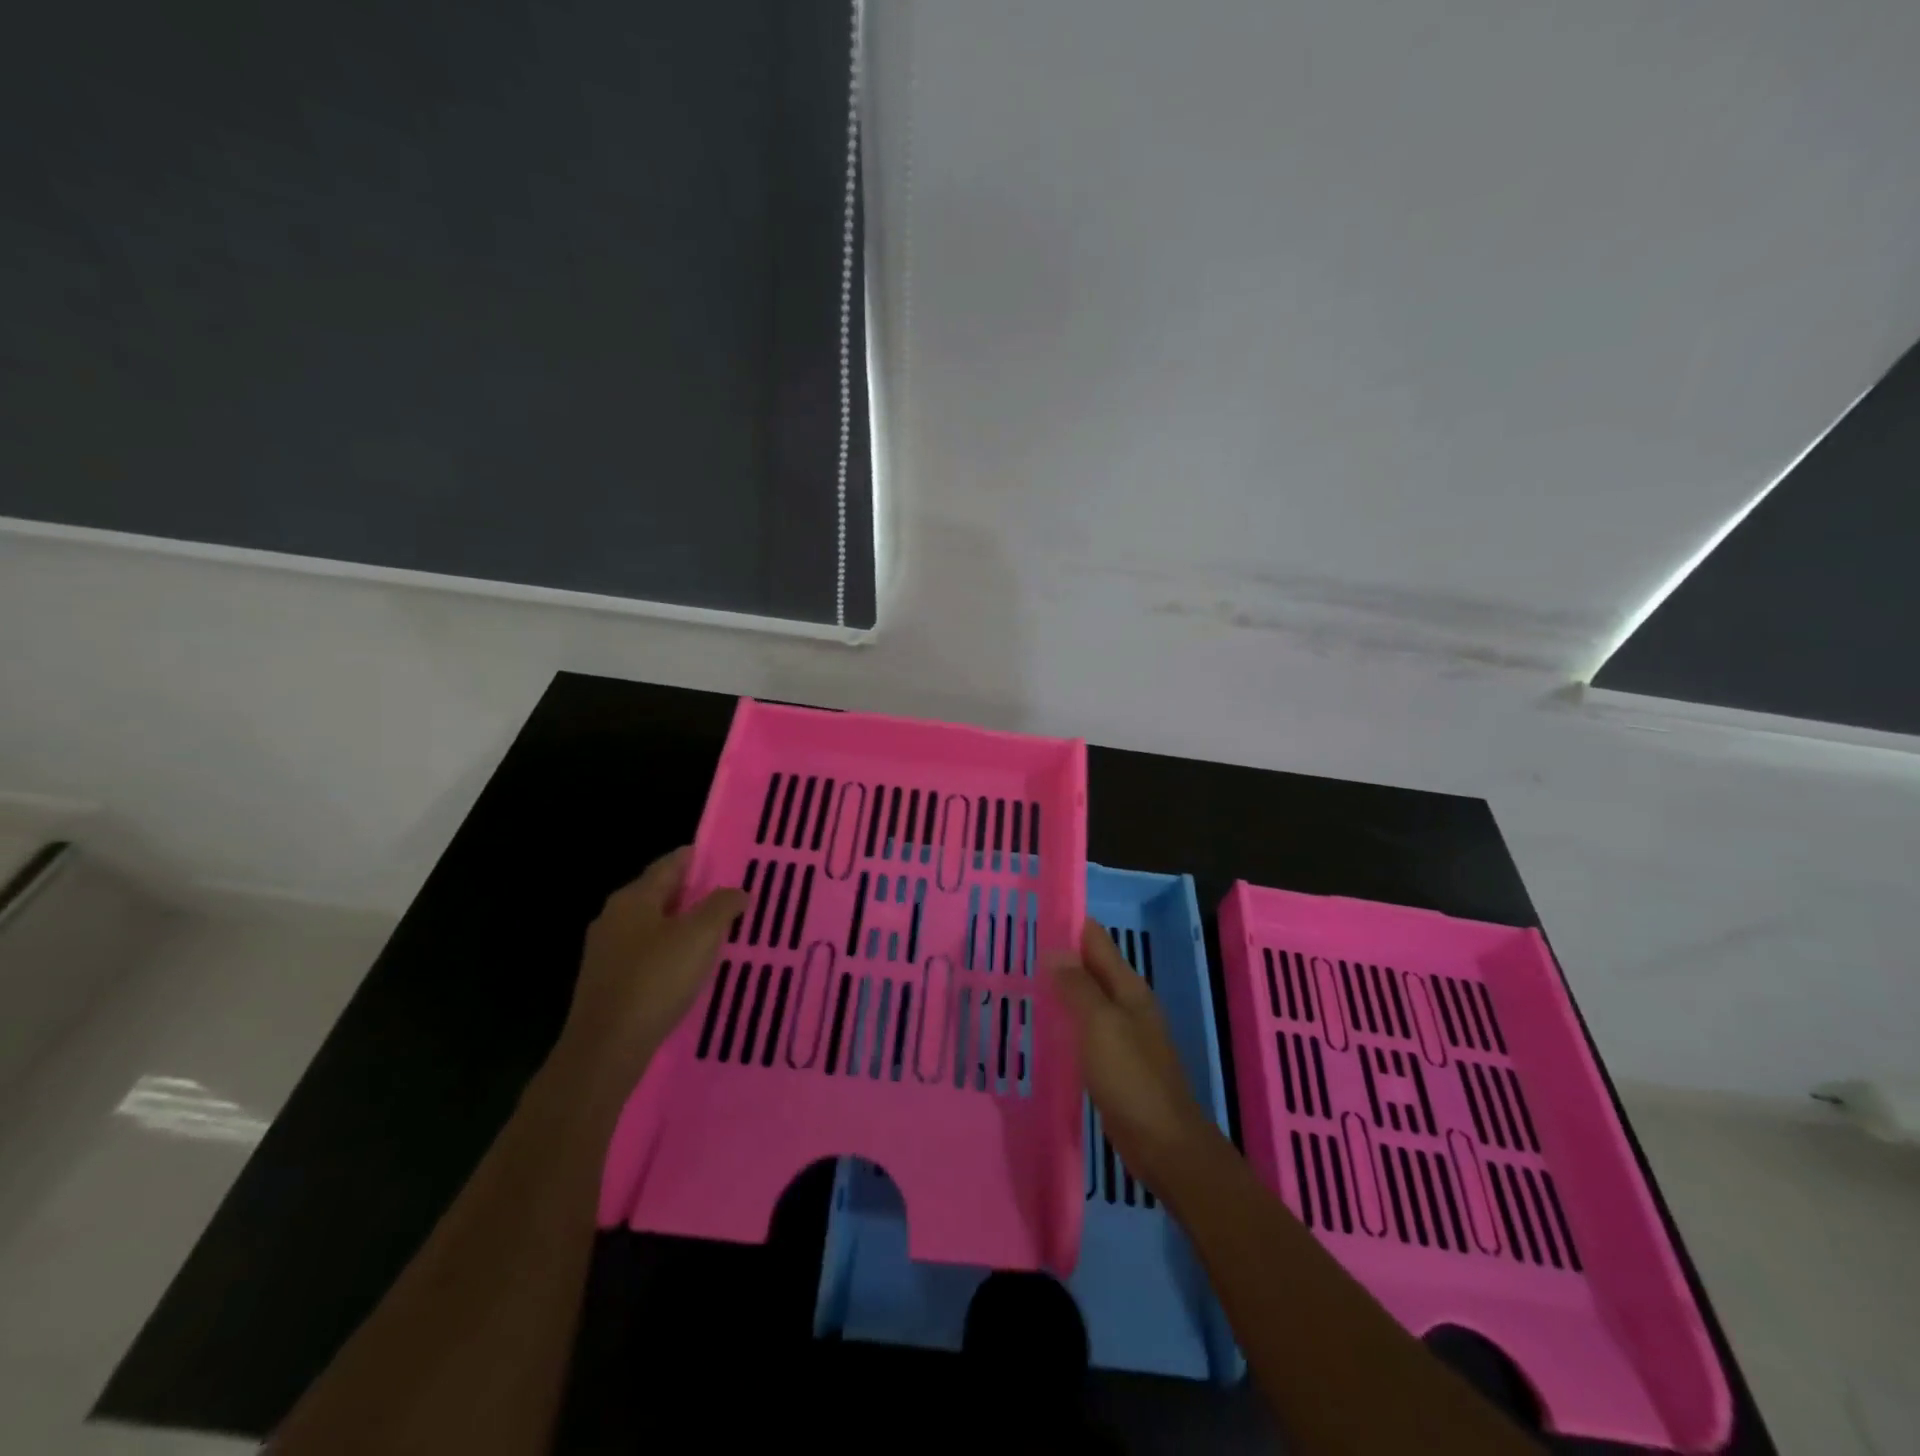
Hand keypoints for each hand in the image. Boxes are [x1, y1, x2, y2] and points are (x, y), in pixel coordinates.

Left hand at [551, 848, 747, 1110]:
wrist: (605, 1048)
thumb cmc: (655, 980)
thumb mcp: (700, 936)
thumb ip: (722, 906)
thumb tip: (737, 891)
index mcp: (633, 898)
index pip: (670, 864)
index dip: (699, 858)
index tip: (727, 859)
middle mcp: (614, 917)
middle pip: (660, 894)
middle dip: (694, 894)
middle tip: (729, 898)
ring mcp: (606, 951)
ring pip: (653, 926)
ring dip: (682, 926)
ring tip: (716, 933)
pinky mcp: (607, 982)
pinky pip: (645, 954)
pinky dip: (669, 952)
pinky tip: (689, 968)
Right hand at [1049, 919, 1216, 1193]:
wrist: (1164, 1144)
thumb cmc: (1131, 1078)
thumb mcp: (1100, 1025)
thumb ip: (1078, 987)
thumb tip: (1055, 951)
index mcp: (1128, 987)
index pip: (1096, 940)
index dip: (1068, 923)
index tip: (1034, 913)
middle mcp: (1127, 1004)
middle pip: (1091, 967)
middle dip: (1060, 955)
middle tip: (1016, 948)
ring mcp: (1123, 1035)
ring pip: (1087, 999)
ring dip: (1061, 988)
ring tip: (1022, 981)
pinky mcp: (1115, 1064)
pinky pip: (1085, 1030)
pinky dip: (1066, 1021)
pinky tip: (1043, 1027)